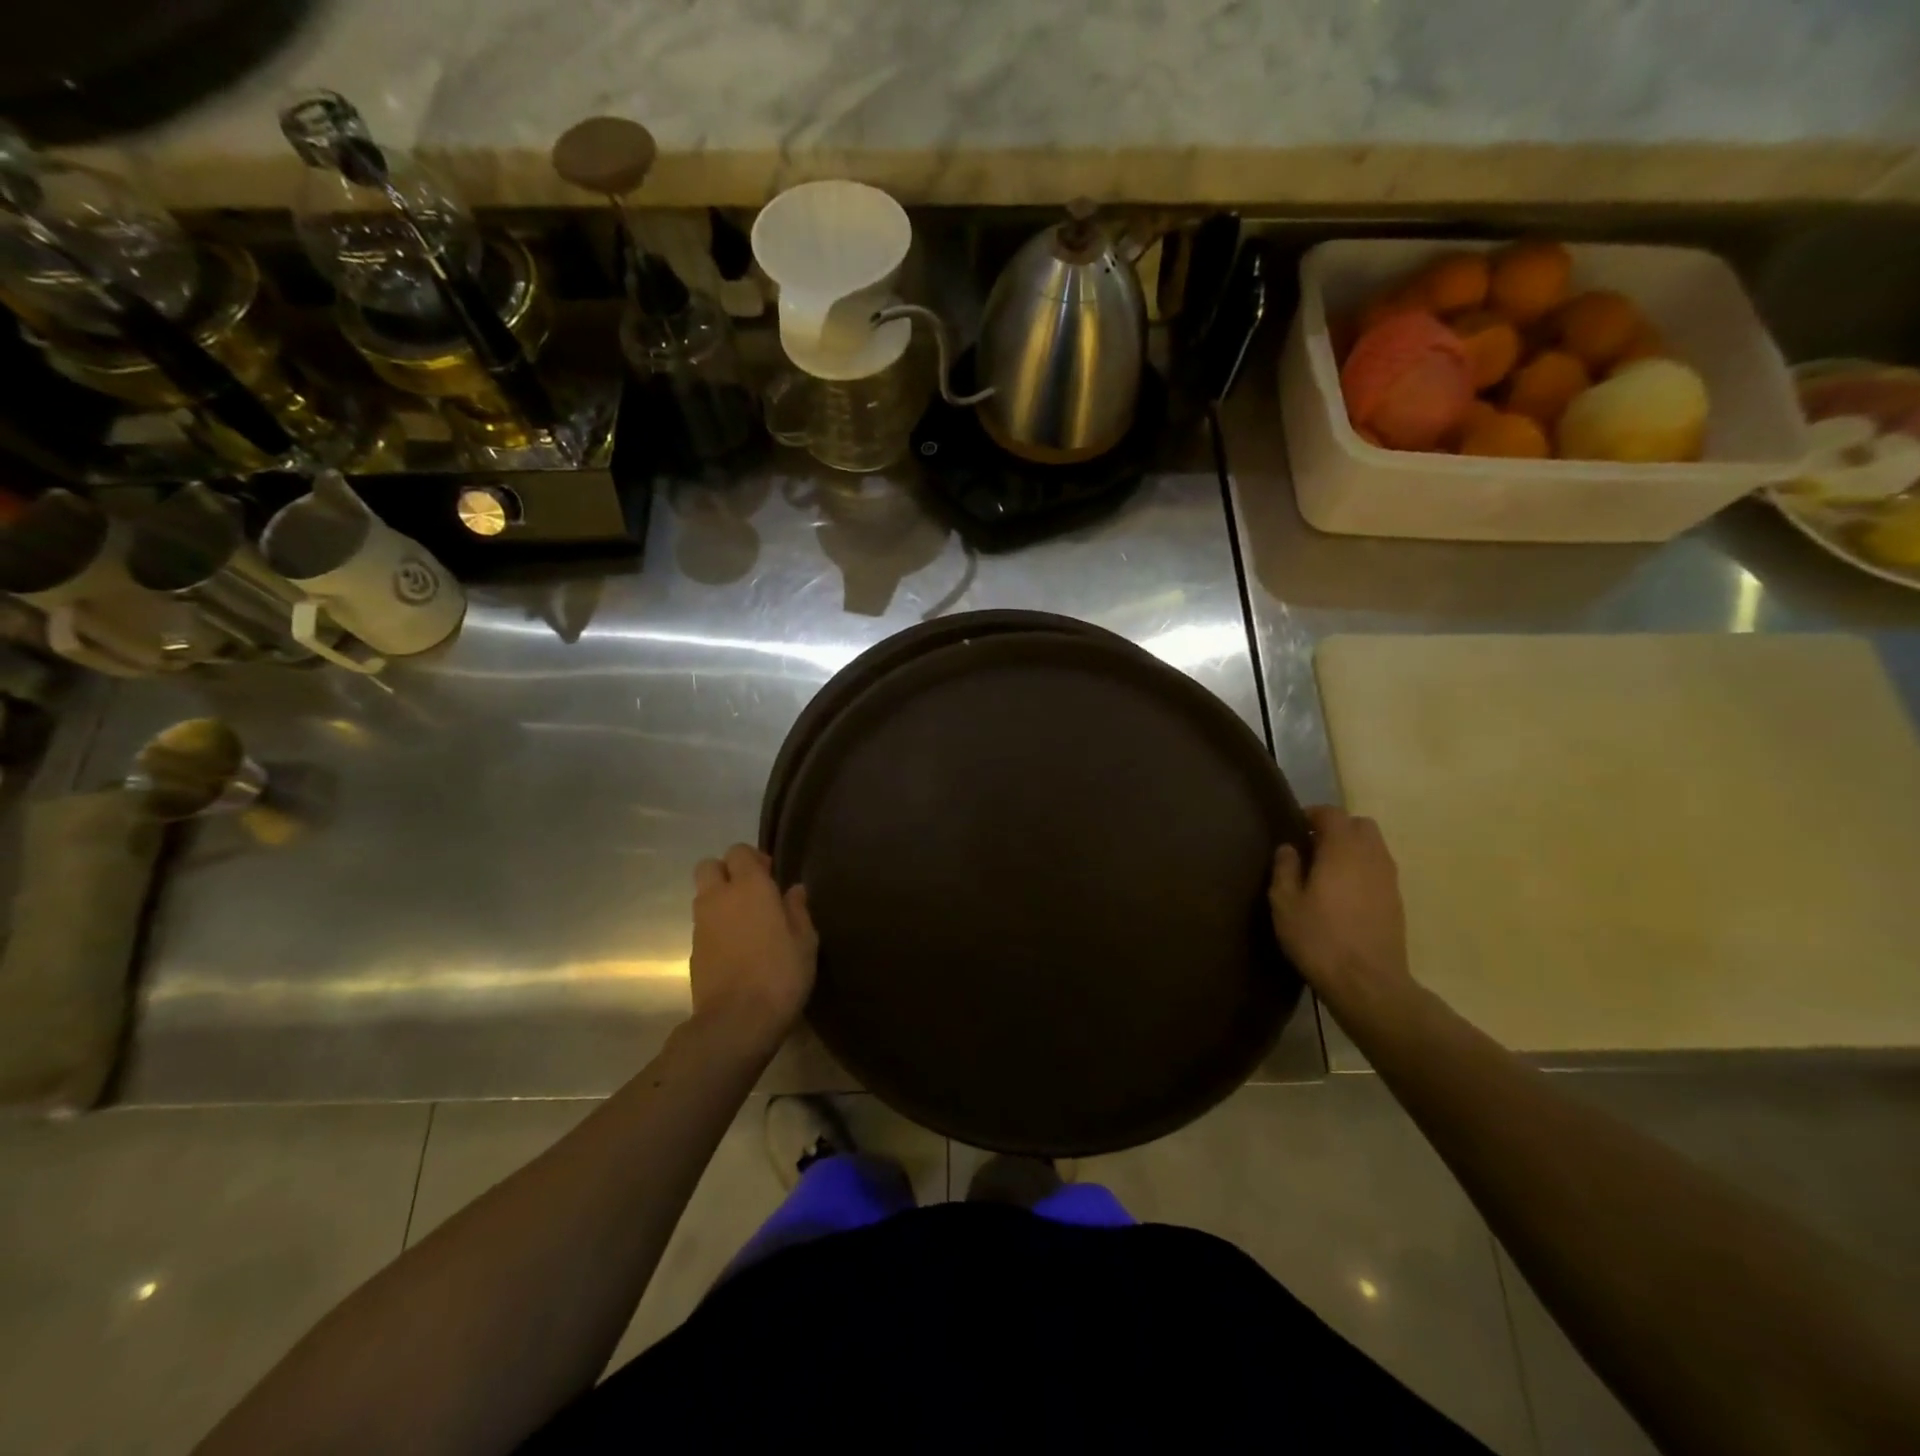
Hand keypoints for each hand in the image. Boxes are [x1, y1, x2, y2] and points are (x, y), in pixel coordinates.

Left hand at [690, 845, 816, 1045]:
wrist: (737, 1021)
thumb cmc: (780, 974)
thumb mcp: (804, 941)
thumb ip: (797, 910)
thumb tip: (794, 889)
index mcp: (749, 887)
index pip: (738, 851)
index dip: (753, 859)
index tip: (771, 876)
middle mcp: (718, 898)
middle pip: (709, 866)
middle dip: (727, 872)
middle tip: (752, 893)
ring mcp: (701, 925)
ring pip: (703, 895)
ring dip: (720, 899)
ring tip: (746, 922)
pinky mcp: (693, 951)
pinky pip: (702, 924)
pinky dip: (716, 926)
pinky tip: (736, 947)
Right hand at [1268, 806, 1413, 1015]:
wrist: (1367, 983)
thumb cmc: (1319, 938)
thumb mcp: (1286, 904)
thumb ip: (1285, 869)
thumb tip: (1289, 848)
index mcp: (1342, 850)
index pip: (1332, 814)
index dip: (1313, 814)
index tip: (1295, 827)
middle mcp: (1371, 856)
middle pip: (1360, 825)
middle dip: (1338, 828)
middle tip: (1313, 847)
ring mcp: (1389, 879)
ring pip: (1374, 847)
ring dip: (1352, 849)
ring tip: (1327, 871)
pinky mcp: (1396, 901)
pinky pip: (1379, 869)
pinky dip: (1363, 869)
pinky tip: (1344, 893)